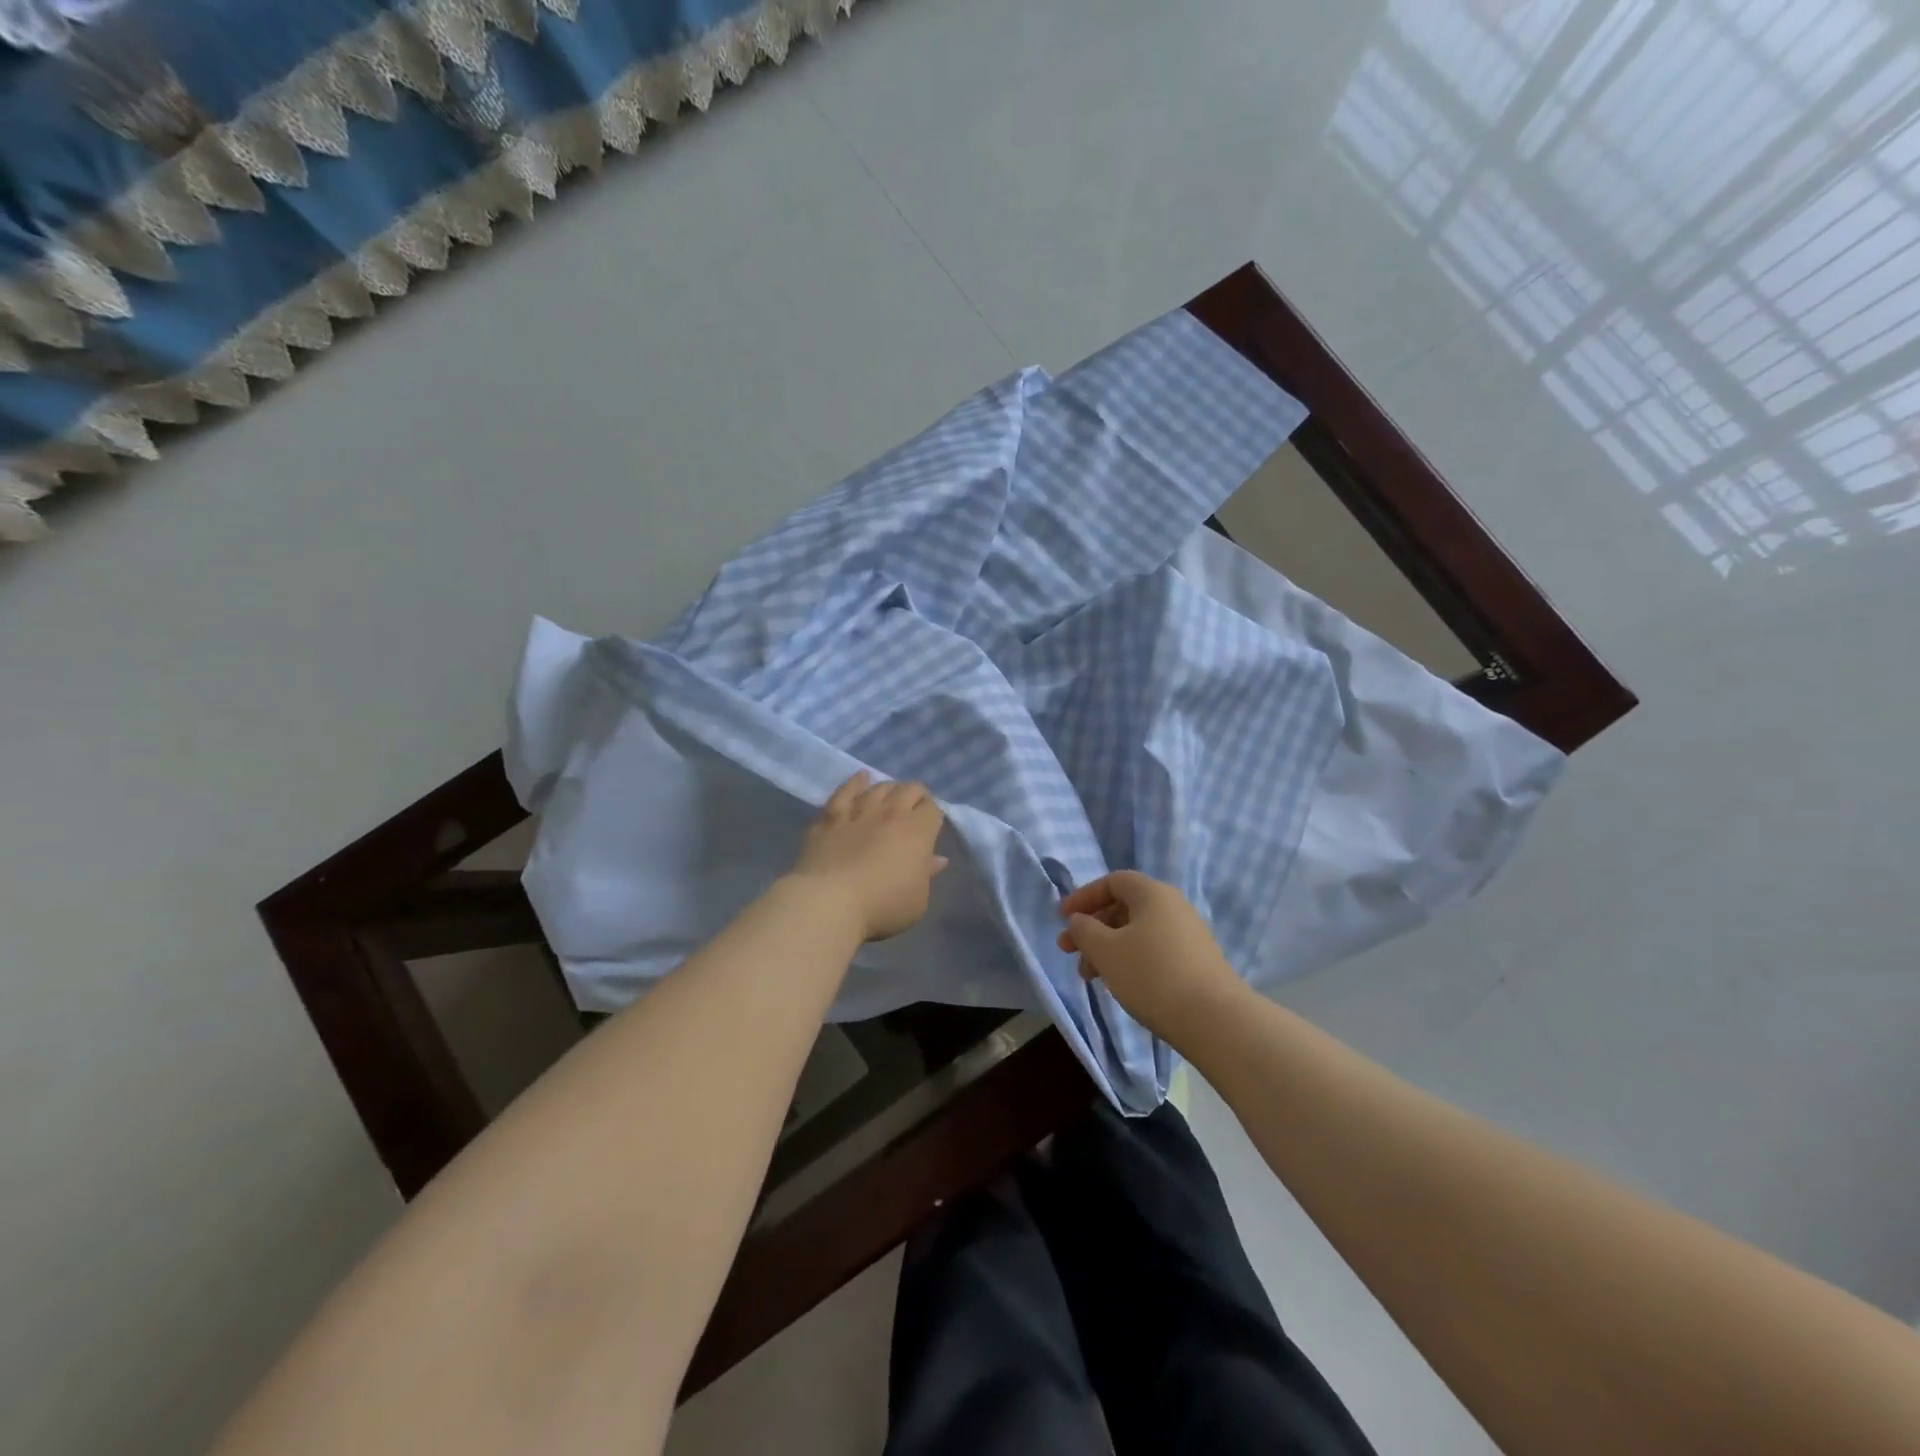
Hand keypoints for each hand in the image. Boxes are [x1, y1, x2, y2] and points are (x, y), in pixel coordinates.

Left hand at [787, 771, 948, 941]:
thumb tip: (937, 859)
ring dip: (889, 788)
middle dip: (916, 794)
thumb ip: (927, 875)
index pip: (933, 809)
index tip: (932, 824)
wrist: (829, 902)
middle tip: (915, 807)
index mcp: (917, 832)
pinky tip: (860, 777)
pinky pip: (844, 792)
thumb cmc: (882, 906)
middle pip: (909, 789)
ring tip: (891, 794)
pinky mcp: (830, 818)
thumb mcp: (917, 900)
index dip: (934, 814)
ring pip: (879, 788)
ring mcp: (858, 812)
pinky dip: (854, 783)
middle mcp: (890, 814)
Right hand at [1057, 871, 1246, 1045]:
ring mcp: (1188, 935)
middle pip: (1124, 907)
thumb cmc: (1152, 976)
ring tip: (1089, 978)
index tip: (1062, 918)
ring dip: (1108, 949)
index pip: (1113, 881)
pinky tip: (1119, 985)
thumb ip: (1084, 930)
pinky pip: (1153, 950)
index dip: (1084, 896)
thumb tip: (1079, 921)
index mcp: (1153, 894)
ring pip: (1137, 933)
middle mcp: (1173, 907)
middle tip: (1069, 952)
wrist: (1214, 1020)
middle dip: (1092, 928)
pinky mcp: (1196, 962)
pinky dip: (1129, 961)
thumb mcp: (1106, 951)